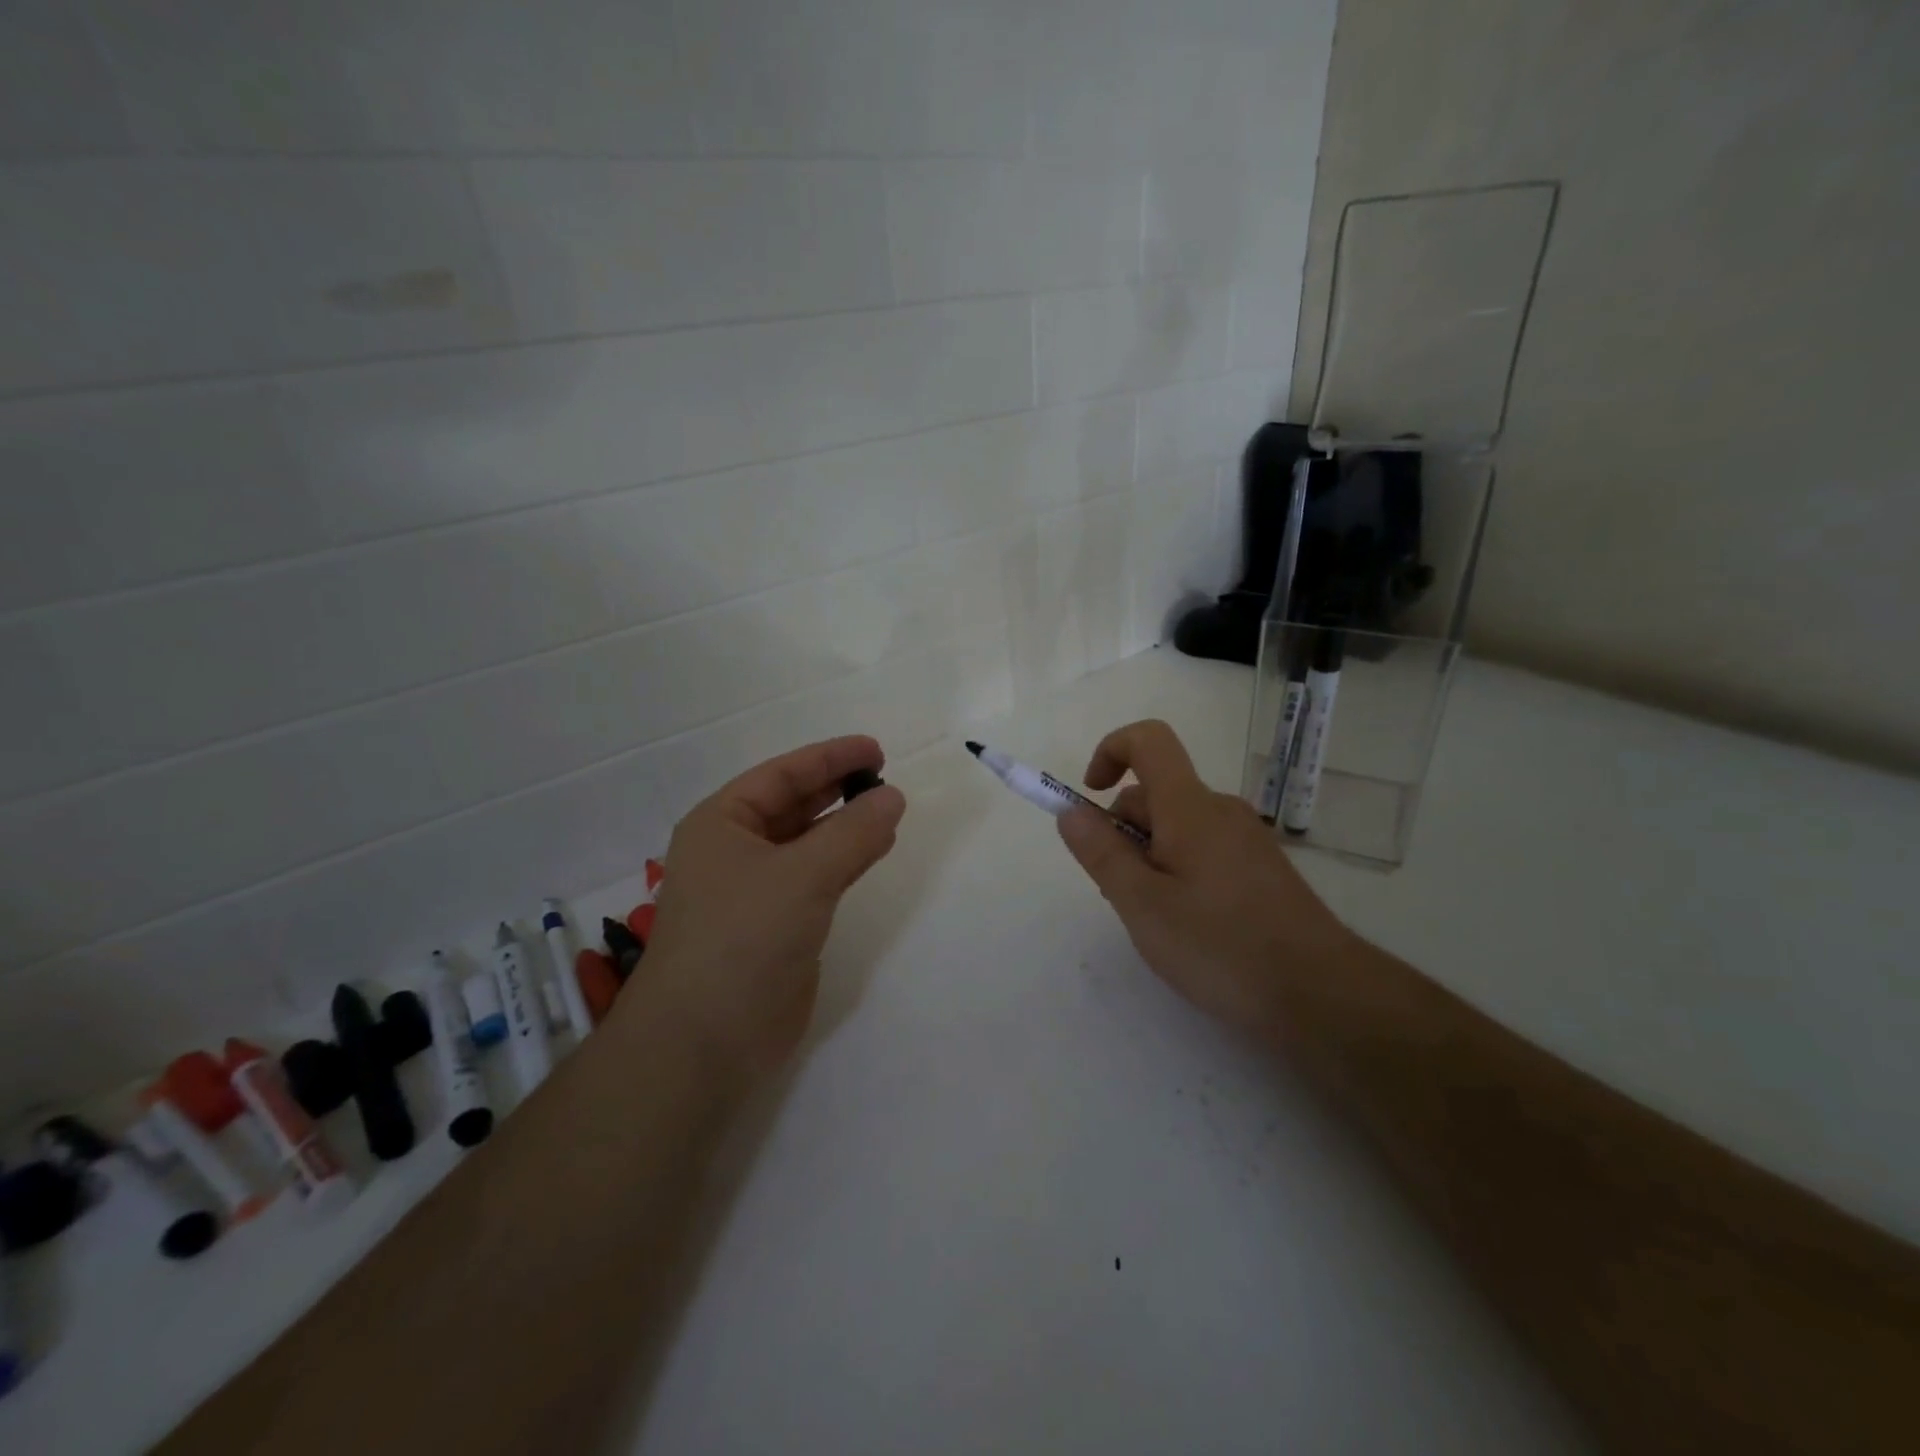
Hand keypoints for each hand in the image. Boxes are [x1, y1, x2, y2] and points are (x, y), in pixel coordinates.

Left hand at [634, 736, 906, 1077]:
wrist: (704, 1042)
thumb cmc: (743, 938)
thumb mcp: (803, 875)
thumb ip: (853, 832)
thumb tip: (892, 797)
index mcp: (721, 824)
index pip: (782, 775)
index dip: (829, 758)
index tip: (875, 749)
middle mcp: (733, 851)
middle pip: (792, 805)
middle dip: (836, 789)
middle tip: (884, 777)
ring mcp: (753, 892)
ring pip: (807, 843)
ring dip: (845, 826)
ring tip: (888, 810)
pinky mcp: (775, 927)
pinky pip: (816, 879)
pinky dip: (845, 862)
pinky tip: (874, 852)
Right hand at [1056, 719, 1353, 1037]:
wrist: (1322, 995)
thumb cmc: (1221, 946)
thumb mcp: (1142, 904)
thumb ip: (1102, 853)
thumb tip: (1070, 810)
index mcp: (1190, 807)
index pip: (1149, 740)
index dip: (1110, 751)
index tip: (1091, 797)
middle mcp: (1221, 810)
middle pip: (1157, 792)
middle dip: (1123, 828)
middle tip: (1121, 892)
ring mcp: (1246, 840)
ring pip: (1178, 827)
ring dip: (1149, 856)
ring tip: (1154, 918)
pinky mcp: (1261, 870)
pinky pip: (1204, 850)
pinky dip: (1178, 871)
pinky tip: (1189, 926)